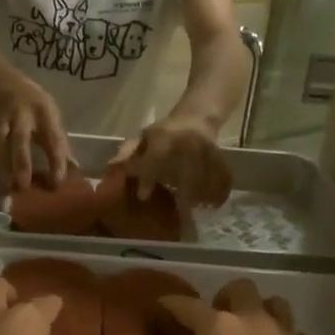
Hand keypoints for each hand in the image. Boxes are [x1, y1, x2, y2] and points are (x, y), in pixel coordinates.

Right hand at [0, 85, 71, 192]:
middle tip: (23, 185)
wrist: (11, 89)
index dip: (55, 160)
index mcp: (45, 113)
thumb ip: (61, 144)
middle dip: (21, 162)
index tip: (57, 182)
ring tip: (7, 190)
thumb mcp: (53, 119)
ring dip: (2, 167)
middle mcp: (22, 115)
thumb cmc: (39, 111)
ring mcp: (3, 121)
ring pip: (0, 144)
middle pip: (20, 138)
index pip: (52, 138)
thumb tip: (74, 169)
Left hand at [110, 113, 232, 207]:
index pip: (155, 158)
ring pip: (207, 177)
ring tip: (196, 213)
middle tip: (180, 217)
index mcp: (165, 137)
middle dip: (184, 196)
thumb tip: (112, 166)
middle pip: (188, 172)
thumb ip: (128, 152)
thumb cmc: (164, 132)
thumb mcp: (143, 137)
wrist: (196, 117)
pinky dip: (219, 192)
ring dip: (202, 198)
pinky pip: (222, 176)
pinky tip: (214, 206)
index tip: (143, 197)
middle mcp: (188, 143)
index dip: (147, 178)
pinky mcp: (220, 156)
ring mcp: (207, 150)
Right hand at [116, 282, 334, 334]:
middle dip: (221, 297)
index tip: (159, 306)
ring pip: (271, 303)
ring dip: (255, 308)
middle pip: (237, 289)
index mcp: (218, 325)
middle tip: (211, 321)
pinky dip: (279, 334)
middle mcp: (251, 318)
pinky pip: (291, 330)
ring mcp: (283, 332)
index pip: (186, 304)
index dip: (169, 303)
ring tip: (245, 330)